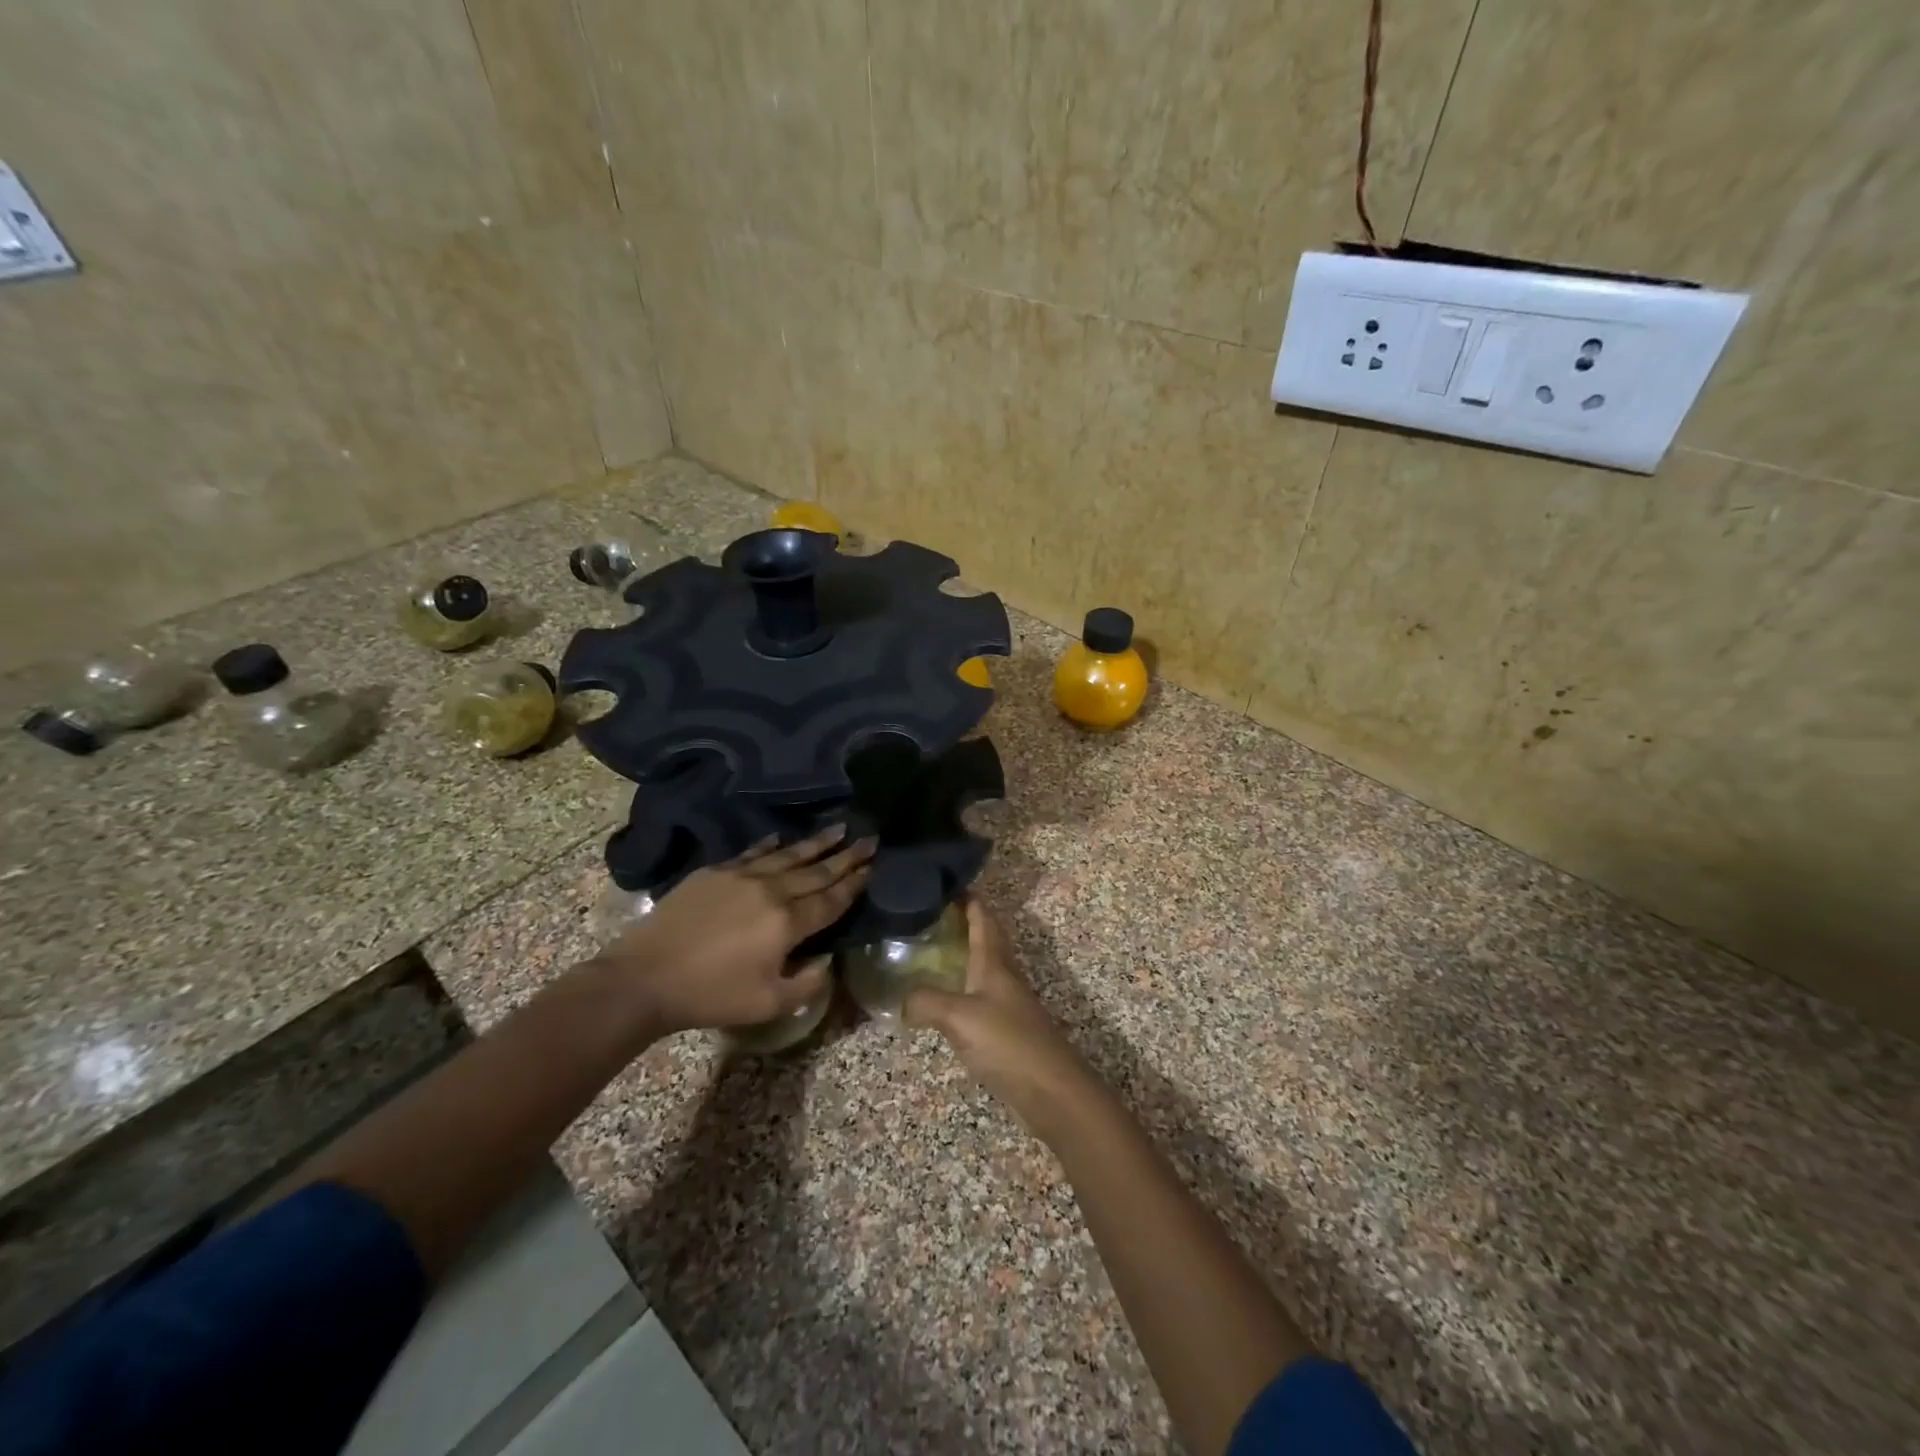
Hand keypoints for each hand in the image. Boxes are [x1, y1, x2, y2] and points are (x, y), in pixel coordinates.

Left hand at [597, 827, 874, 1035]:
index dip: (854, 883)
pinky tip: (782, 838)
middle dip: (846, 856)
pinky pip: (752, 853)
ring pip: (788, 855)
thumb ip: (807, 983)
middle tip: (869, 838)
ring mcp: (741, 877)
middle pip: (816, 871)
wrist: (646, 977)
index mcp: (788, 923)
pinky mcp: (715, 873)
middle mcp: (771, 891)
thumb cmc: (711, 995)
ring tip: (838, 828)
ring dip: (816, 843)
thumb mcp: (768, 1003)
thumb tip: (827, 960)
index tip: (873, 865)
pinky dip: (771, 845)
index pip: (831, 899)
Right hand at [903, 898, 1093, 1130]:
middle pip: (986, 939)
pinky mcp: (1007, 1030)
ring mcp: (1008, 1003)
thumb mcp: (959, 1017)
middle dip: (964, 923)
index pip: (983, 918)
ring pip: (983, 968)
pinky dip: (961, 988)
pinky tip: (944, 1001)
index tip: (946, 882)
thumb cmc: (1008, 1042)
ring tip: (930, 953)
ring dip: (962, 955)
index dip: (968, 899)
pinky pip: (980, 997)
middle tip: (929, 916)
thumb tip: (900, 1001)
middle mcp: (1003, 976)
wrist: (1052, 1090)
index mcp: (994, 963)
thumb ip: (926, 1003)